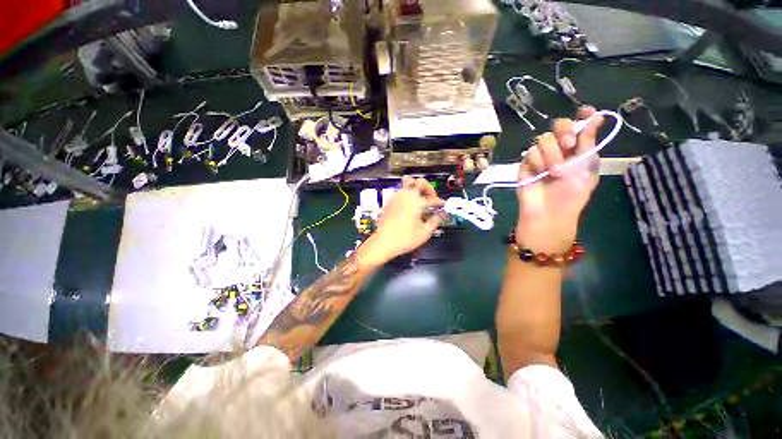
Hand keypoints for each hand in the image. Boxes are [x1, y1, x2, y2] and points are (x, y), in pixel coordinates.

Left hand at [357, 177, 444, 266]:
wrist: (383, 242)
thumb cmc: (404, 239)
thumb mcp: (424, 233)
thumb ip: (435, 221)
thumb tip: (441, 215)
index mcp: (416, 202)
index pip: (432, 198)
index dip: (439, 202)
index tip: (442, 205)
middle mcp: (406, 196)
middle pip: (419, 181)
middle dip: (428, 188)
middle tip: (431, 197)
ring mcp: (396, 197)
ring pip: (408, 183)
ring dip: (416, 189)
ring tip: (420, 200)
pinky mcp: (390, 201)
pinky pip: (400, 191)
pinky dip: (407, 194)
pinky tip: (409, 205)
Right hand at [516, 106, 603, 252]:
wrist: (549, 212)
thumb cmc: (572, 194)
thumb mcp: (587, 167)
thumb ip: (588, 142)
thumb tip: (598, 116)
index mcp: (577, 150)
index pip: (580, 125)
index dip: (583, 116)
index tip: (586, 111)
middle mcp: (559, 149)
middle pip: (558, 125)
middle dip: (564, 132)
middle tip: (568, 145)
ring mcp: (540, 157)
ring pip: (543, 139)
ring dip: (551, 155)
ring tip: (554, 172)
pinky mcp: (525, 165)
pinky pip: (529, 153)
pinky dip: (536, 163)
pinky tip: (539, 174)